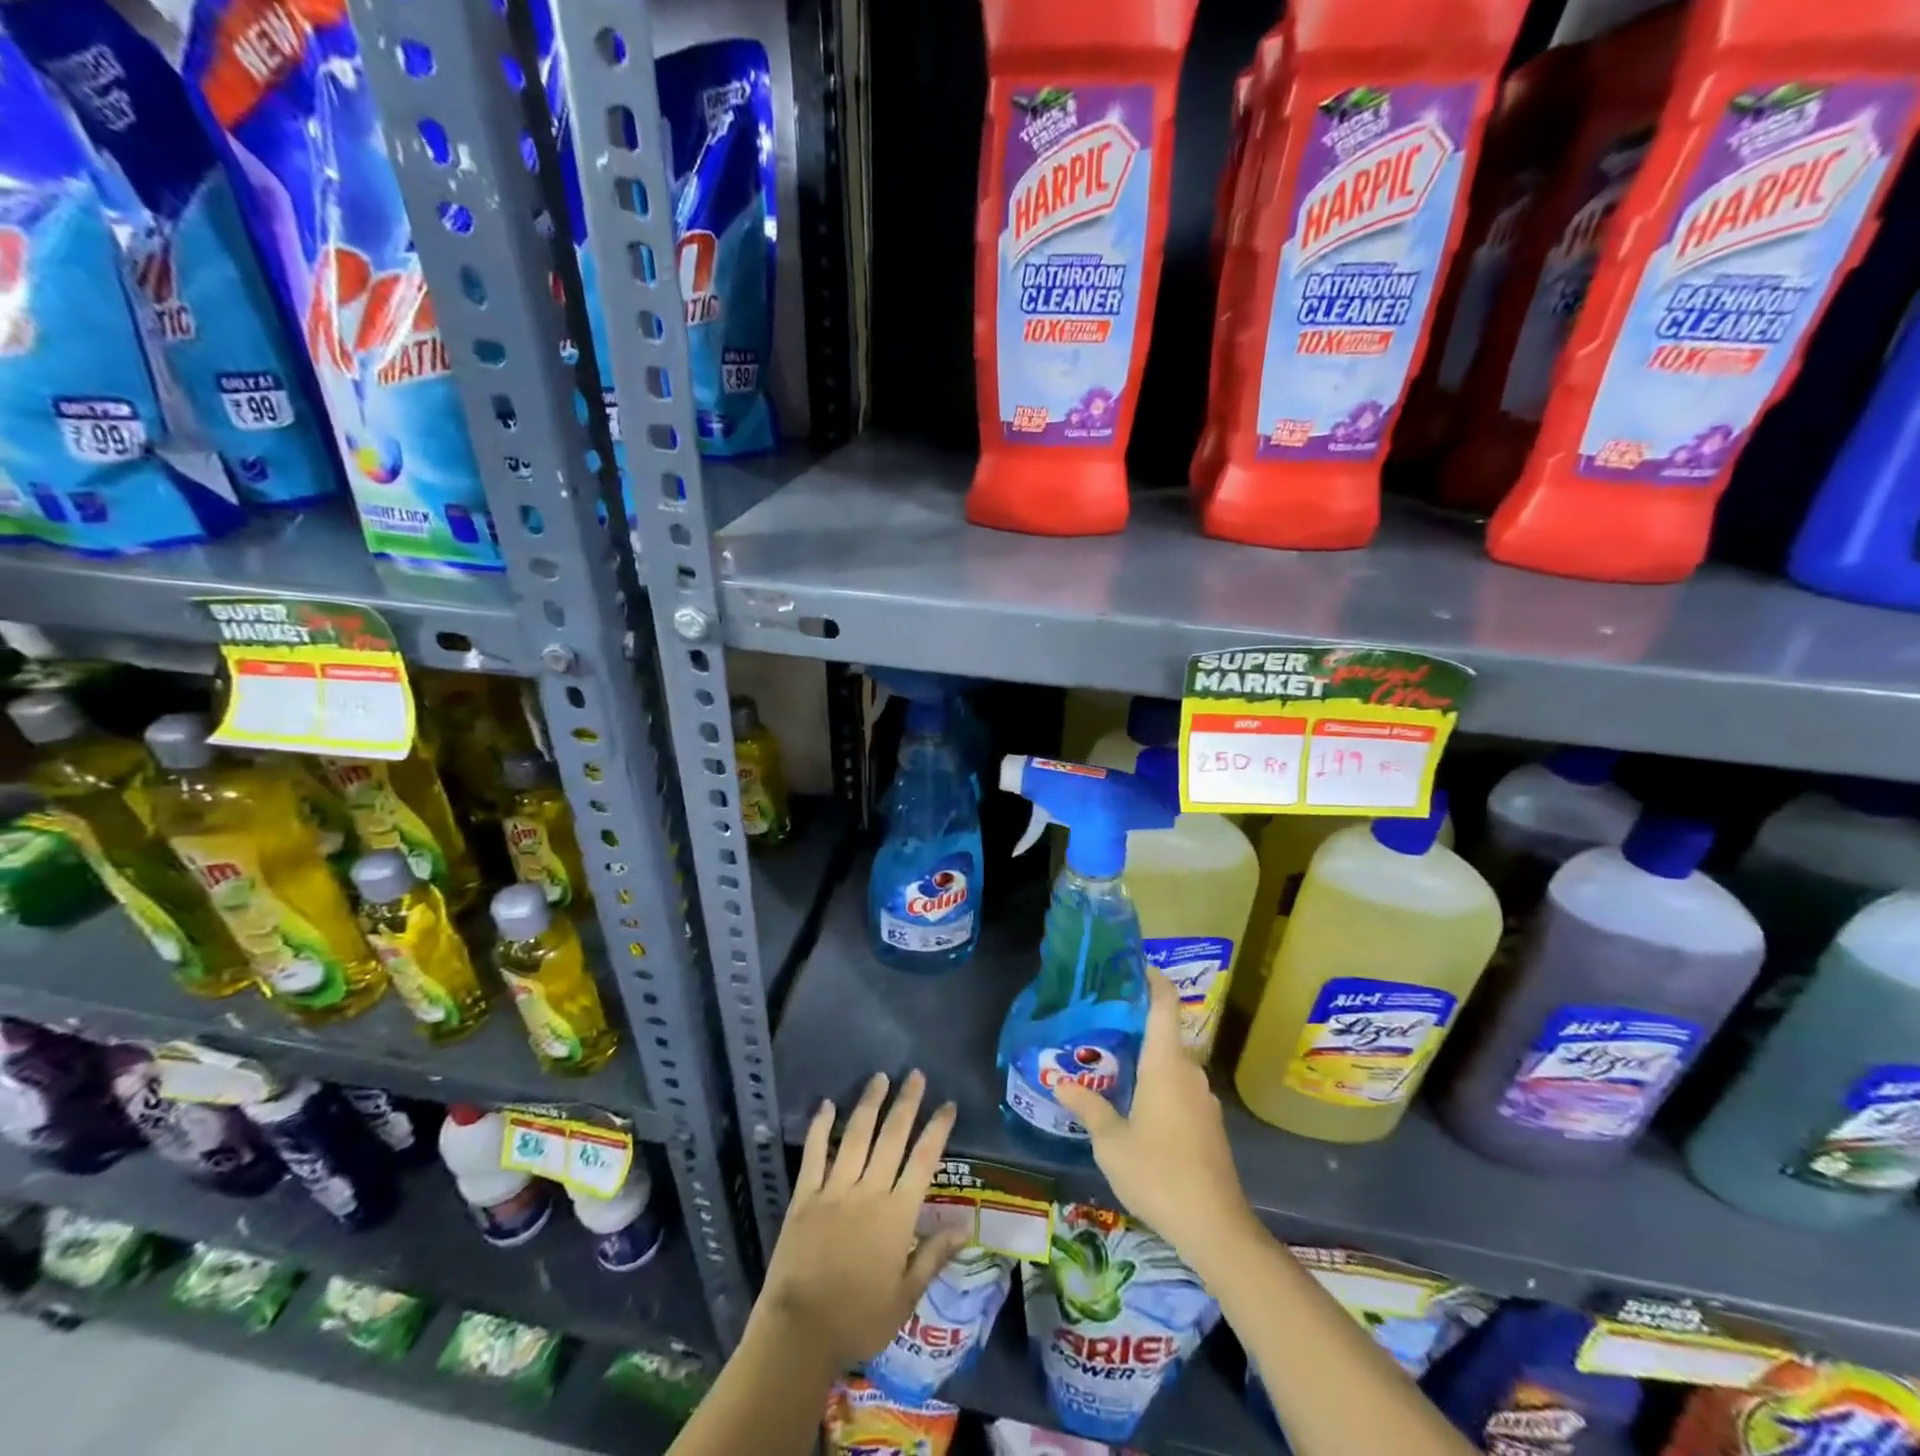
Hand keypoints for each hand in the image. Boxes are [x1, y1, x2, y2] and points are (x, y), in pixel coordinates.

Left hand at [757, 1070, 970, 1371]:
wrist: (800, 1333)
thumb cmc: (859, 1319)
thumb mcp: (905, 1297)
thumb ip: (934, 1256)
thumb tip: (965, 1225)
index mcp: (897, 1215)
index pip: (924, 1161)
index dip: (937, 1130)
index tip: (947, 1104)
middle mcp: (869, 1191)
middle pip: (892, 1138)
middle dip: (906, 1104)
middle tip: (916, 1075)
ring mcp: (835, 1190)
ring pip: (856, 1136)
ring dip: (870, 1104)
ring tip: (880, 1077)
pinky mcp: (805, 1196)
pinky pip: (814, 1154)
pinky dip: (820, 1127)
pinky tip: (827, 1105)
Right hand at [1053, 970, 1258, 1259]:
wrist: (1215, 1227)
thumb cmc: (1158, 1173)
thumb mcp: (1111, 1143)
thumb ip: (1088, 1107)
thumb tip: (1060, 1082)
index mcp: (1166, 1064)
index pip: (1164, 1004)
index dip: (1153, 979)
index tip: (1135, 965)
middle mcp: (1189, 1072)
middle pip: (1165, 1033)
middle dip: (1137, 1024)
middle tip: (1101, 1022)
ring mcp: (1204, 1099)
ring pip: (1172, 1064)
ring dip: (1147, 1058)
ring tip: (1112, 1063)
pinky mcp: (1210, 1124)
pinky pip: (1181, 1088)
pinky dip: (1159, 1084)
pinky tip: (1137, 1105)